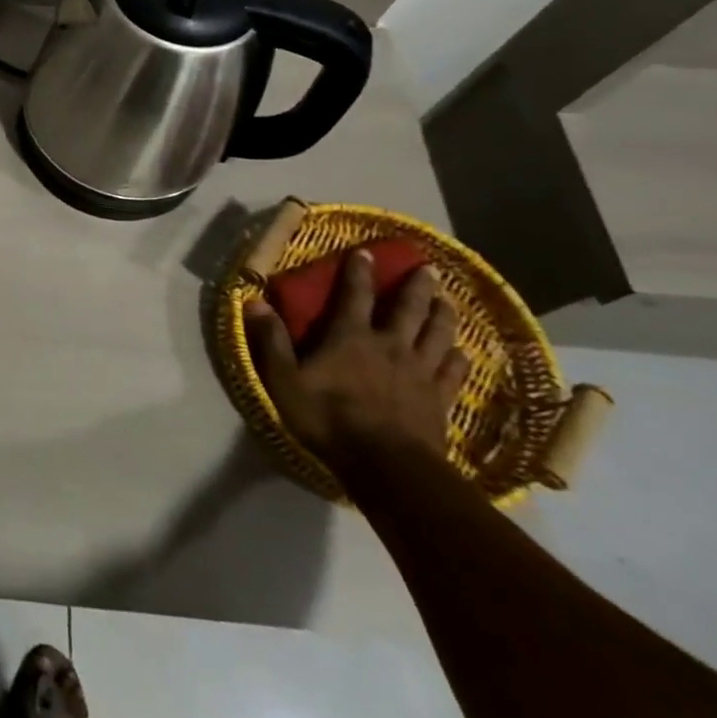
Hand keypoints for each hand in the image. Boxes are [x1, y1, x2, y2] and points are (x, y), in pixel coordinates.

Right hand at [244, 250, 468, 469]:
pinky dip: (459, 357)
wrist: (387, 466)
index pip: (355, 294)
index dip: (359, 271)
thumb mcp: (284, 380)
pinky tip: (462, 352)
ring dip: (443, 314)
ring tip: (449, 301)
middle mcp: (390, 344)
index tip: (366, 251)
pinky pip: (454, 371)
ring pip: (438, 334)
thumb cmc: (328, 419)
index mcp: (350, 336)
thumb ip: (271, 340)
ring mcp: (420, 371)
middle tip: (428, 268)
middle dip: (417, 286)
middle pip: (409, 308)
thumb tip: (254, 301)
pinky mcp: (440, 398)